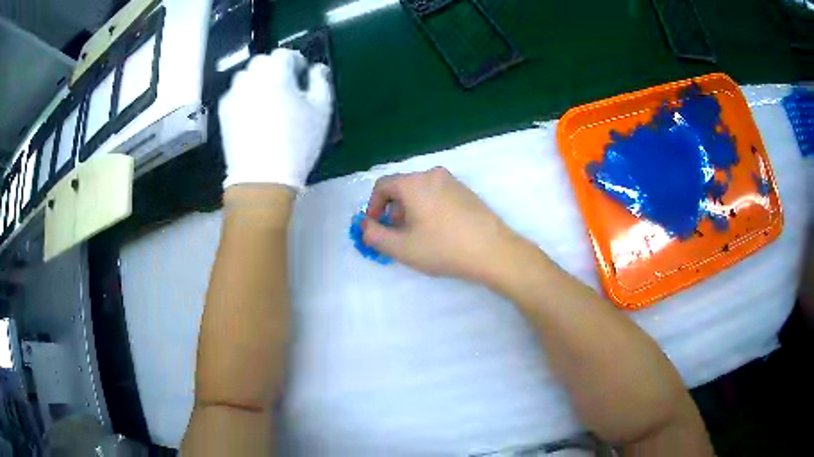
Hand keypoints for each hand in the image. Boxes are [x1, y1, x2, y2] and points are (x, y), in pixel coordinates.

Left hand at [219, 49, 332, 189]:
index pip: (284, 53)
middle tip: (286, 88)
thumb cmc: (297, 141)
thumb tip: (316, 68)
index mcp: (276, 71)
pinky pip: (236, 94)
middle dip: (275, 69)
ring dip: (258, 81)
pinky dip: (245, 97)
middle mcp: (251, 76)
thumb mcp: (321, 110)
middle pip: (262, 62)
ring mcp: (233, 94)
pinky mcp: (223, 112)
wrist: (261, 177)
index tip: (302, 76)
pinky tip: (253, 115)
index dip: (296, 62)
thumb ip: (321, 81)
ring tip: (268, 101)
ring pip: (246, 77)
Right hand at [364, 167, 521, 282]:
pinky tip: (438, 232)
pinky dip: (428, 209)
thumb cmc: (443, 248)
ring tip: (417, 236)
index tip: (376, 228)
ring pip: (421, 192)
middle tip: (396, 235)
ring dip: (411, 211)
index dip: (373, 207)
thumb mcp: (401, 247)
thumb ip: (374, 235)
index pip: (382, 185)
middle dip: (393, 211)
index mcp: (414, 182)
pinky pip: (438, 195)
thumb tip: (365, 226)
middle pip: (402, 187)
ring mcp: (453, 182)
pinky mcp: (467, 192)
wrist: (493, 251)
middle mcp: (433, 175)